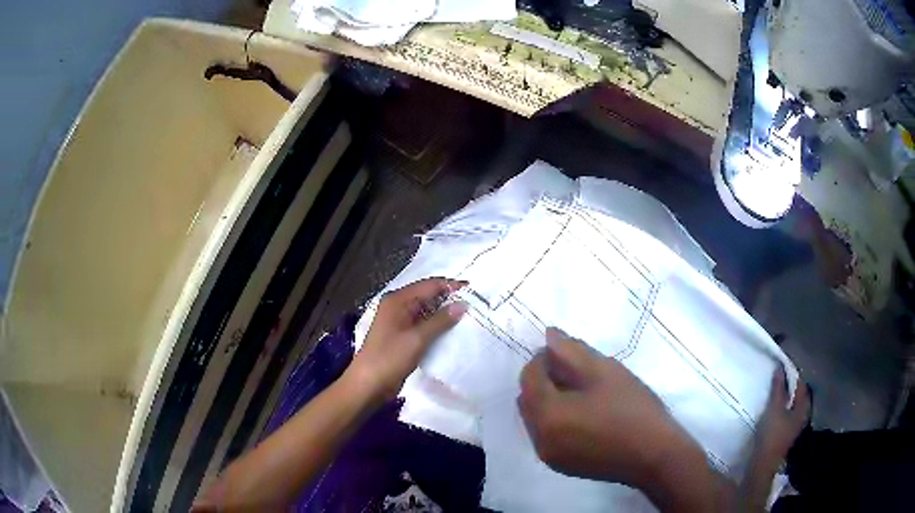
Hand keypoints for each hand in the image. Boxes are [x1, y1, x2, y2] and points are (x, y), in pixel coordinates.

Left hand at [347, 278, 466, 402]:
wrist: (368, 384)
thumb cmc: (389, 357)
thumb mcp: (417, 338)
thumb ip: (440, 321)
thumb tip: (463, 305)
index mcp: (398, 300)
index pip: (430, 285)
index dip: (451, 286)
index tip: (475, 291)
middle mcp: (399, 307)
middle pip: (429, 297)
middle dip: (450, 300)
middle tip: (476, 306)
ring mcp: (400, 323)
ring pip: (428, 313)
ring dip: (446, 315)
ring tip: (470, 319)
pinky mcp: (404, 338)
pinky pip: (425, 327)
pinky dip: (438, 328)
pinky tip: (454, 333)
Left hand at [518, 328, 700, 489]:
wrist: (655, 455)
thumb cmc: (632, 410)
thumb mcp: (604, 372)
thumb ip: (571, 351)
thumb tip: (549, 335)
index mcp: (546, 415)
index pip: (529, 376)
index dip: (544, 358)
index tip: (569, 353)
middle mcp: (538, 439)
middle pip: (528, 399)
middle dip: (544, 379)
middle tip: (576, 371)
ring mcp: (549, 456)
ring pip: (536, 418)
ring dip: (548, 400)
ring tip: (583, 393)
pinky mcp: (561, 466)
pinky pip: (547, 435)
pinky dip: (555, 420)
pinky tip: (584, 415)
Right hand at [755, 367, 810, 463]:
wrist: (763, 463)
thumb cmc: (772, 434)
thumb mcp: (774, 408)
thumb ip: (778, 388)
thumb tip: (780, 368)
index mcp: (803, 406)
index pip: (801, 383)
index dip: (793, 373)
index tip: (782, 365)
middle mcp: (803, 414)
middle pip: (797, 394)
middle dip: (789, 385)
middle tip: (778, 375)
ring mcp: (795, 424)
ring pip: (792, 404)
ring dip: (785, 396)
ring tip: (774, 389)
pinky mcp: (786, 432)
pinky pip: (787, 412)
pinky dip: (782, 405)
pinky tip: (774, 406)